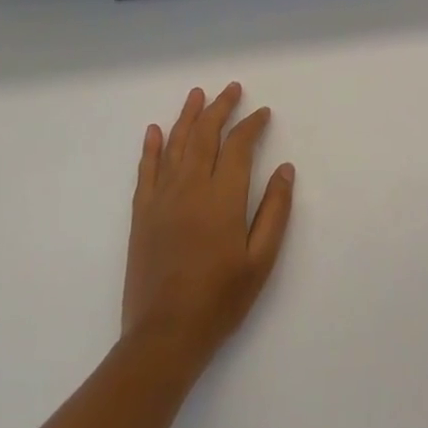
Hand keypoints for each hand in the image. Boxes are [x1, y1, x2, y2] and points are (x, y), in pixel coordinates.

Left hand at [122, 82, 294, 368]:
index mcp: (222, 197)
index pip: (238, 146)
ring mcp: (162, 199)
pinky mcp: (142, 215)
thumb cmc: (220, 300)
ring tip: (197, 94)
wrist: (164, 337)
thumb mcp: (261, 260)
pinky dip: (151, 148)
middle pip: (205, 136)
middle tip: (231, 89)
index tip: (263, 113)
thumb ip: (275, 211)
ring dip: (187, 116)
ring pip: (175, 145)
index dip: (251, 125)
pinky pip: (146, 171)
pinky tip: (155, 131)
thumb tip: (285, 169)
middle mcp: (190, 188)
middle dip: (220, 108)